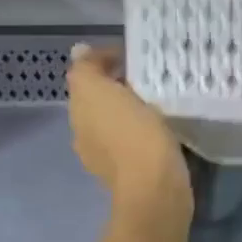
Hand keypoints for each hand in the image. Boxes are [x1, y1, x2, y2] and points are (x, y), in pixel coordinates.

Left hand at [66, 43, 189, 210]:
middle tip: (150, 74)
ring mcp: (109, 157)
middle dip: (120, 85)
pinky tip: (163, 126)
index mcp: (79, 113)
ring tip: (160, 97)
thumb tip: (79, 51)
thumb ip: (87, 70)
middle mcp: (87, 134)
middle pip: (100, 99)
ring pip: (118, 120)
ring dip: (133, 108)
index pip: (86, 77)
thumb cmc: (131, 135)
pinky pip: (136, 139)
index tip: (135, 55)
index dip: (106, 60)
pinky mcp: (134, 171)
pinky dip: (145, 129)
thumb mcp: (100, 92)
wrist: (155, 189)